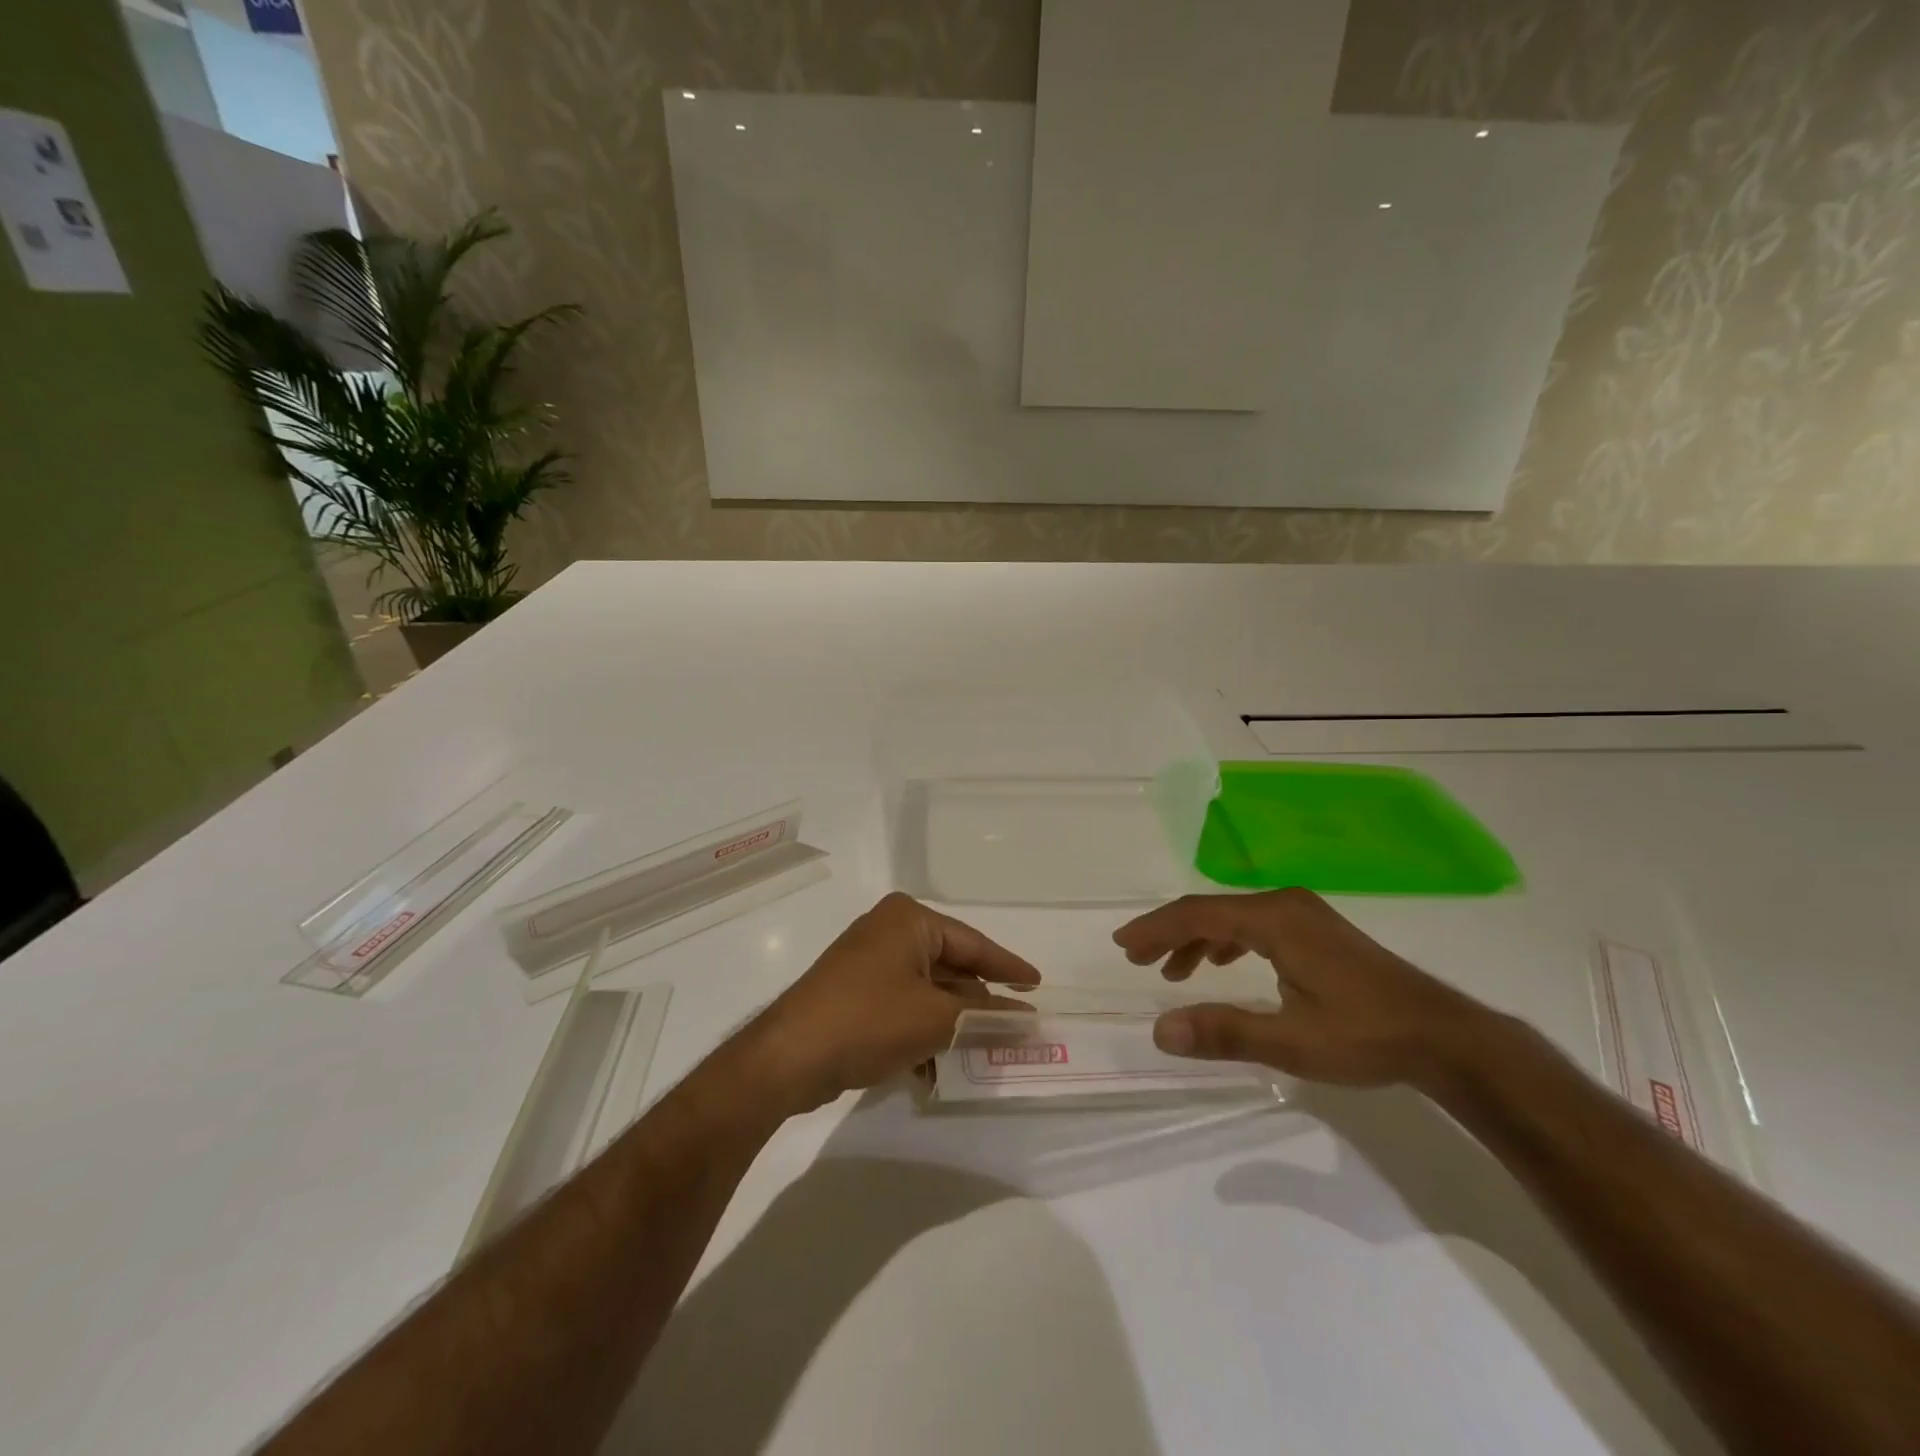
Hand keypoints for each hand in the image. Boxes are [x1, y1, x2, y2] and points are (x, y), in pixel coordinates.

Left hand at [748, 893, 1039, 1111]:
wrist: (789, 1057)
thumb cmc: (869, 1020)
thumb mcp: (937, 1017)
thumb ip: (984, 1014)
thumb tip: (1025, 1017)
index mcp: (909, 920)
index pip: (973, 943)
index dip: (1008, 967)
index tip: (1038, 986)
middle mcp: (889, 932)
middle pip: (950, 968)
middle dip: (978, 1005)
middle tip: (1014, 1030)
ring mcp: (869, 964)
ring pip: (928, 993)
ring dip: (950, 1027)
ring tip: (979, 1058)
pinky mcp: (855, 994)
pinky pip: (903, 1008)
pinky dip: (921, 1034)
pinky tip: (933, 1071)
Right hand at [1111, 889, 1491, 1090]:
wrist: (1445, 1037)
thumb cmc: (1366, 1036)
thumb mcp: (1291, 1042)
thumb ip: (1224, 1032)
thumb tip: (1160, 1031)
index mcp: (1274, 919)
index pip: (1198, 914)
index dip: (1155, 929)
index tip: (1123, 946)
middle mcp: (1285, 904)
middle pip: (1211, 910)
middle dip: (1170, 932)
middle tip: (1137, 958)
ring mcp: (1304, 913)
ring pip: (1233, 917)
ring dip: (1197, 939)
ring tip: (1172, 971)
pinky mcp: (1316, 929)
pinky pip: (1254, 925)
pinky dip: (1226, 941)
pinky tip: (1221, 964)